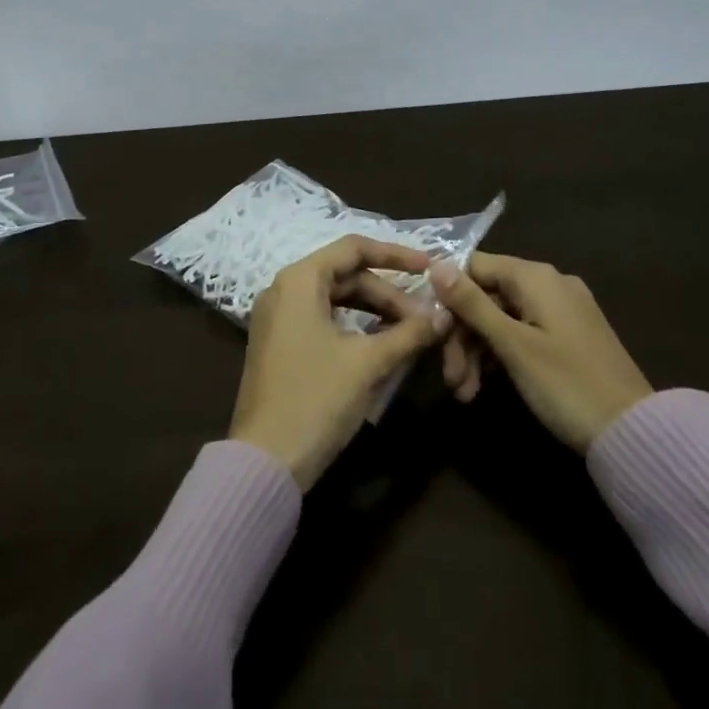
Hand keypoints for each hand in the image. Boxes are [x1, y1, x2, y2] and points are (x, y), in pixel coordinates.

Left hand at [230, 235, 451, 489]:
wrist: (265, 460)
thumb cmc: (316, 399)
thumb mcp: (368, 363)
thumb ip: (408, 333)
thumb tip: (443, 315)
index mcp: (299, 280)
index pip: (353, 248)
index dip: (395, 254)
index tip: (429, 267)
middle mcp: (283, 289)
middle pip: (345, 275)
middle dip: (388, 293)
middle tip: (425, 318)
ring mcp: (278, 318)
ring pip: (335, 299)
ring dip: (374, 311)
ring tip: (410, 331)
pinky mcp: (279, 344)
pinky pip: (322, 320)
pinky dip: (354, 326)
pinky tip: (381, 344)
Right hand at [429, 252, 652, 451]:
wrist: (634, 433)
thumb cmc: (566, 385)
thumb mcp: (512, 345)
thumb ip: (472, 304)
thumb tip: (435, 264)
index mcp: (536, 277)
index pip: (474, 266)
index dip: (447, 294)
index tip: (430, 329)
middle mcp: (549, 283)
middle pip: (486, 295)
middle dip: (462, 335)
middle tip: (450, 378)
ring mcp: (561, 310)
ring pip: (502, 318)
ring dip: (476, 351)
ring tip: (464, 393)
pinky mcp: (568, 335)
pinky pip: (522, 332)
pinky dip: (500, 355)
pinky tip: (484, 386)